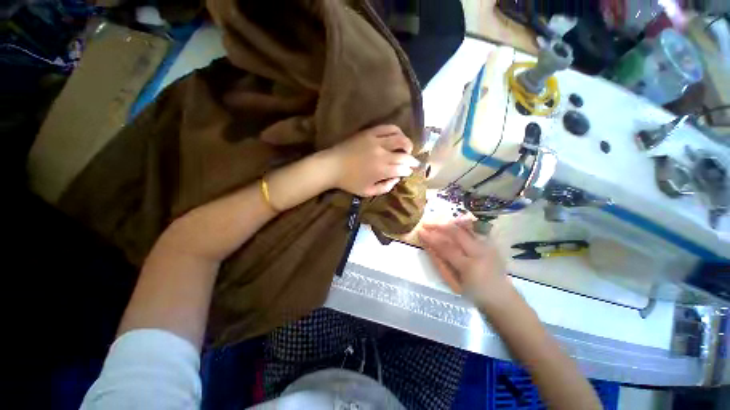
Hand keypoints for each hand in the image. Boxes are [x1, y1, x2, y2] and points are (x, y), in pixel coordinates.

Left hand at [323, 125, 419, 196]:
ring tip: (407, 149)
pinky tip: (398, 136)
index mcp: (381, 170)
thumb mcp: (367, 192)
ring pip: (400, 138)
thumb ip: (385, 188)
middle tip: (413, 163)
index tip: (409, 172)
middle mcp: (382, 154)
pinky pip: (388, 128)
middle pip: (405, 155)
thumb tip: (397, 179)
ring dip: (408, 144)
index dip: (409, 171)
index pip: (403, 169)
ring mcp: (376, 141)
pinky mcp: (370, 133)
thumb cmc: (349, 182)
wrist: (332, 166)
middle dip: (412, 160)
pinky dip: (397, 131)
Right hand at [419, 218, 516, 308]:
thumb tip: (428, 247)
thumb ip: (440, 263)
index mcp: (469, 266)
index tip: (420, 231)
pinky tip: (454, 223)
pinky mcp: (492, 245)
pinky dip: (463, 225)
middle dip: (439, 226)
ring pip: (467, 228)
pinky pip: (475, 230)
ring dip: (450, 223)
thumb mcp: (453, 283)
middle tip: (426, 224)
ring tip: (437, 222)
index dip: (431, 237)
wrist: (502, 299)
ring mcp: (488, 246)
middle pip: (456, 232)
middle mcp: (480, 252)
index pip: (445, 247)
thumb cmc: (474, 294)